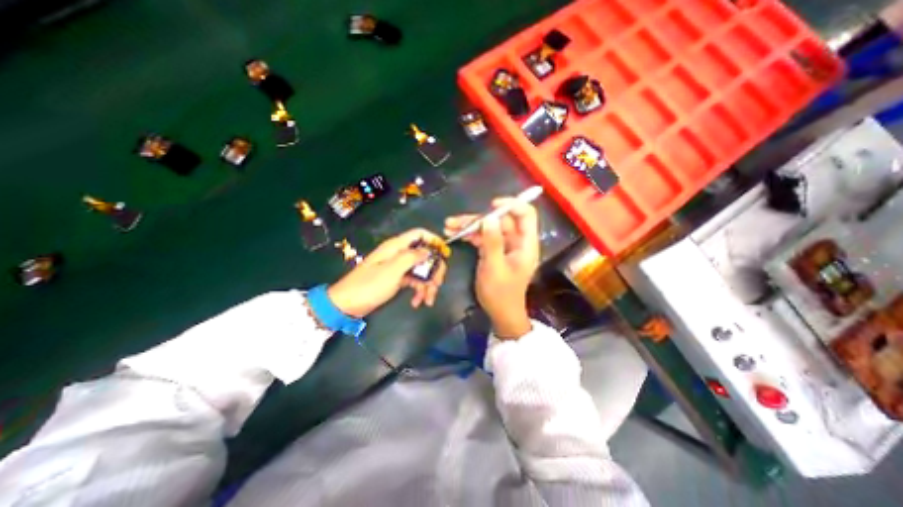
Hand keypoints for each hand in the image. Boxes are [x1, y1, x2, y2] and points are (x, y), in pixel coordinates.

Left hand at [330, 228, 446, 316]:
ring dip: (428, 285)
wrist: (347, 304)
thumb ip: (412, 257)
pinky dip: (418, 291)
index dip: (434, 240)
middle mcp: (399, 254)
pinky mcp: (397, 279)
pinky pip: (414, 281)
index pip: (420, 234)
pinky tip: (417, 302)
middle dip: (434, 270)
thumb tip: (429, 251)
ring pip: (421, 270)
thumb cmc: (369, 285)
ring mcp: (398, 267)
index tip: (445, 254)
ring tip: (428, 300)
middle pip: (425, 255)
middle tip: (437, 285)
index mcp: (397, 246)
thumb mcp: (392, 270)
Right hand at [443, 196, 535, 337]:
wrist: (500, 313)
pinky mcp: (494, 251)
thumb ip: (492, 242)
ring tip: (449, 226)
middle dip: (478, 219)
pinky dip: (469, 235)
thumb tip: (489, 217)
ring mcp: (504, 246)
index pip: (526, 214)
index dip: (511, 205)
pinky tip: (454, 234)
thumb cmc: (501, 293)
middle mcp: (516, 241)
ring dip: (469, 226)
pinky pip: (483, 237)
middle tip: (456, 221)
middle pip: (500, 220)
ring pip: (489, 228)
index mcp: (525, 244)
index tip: (492, 205)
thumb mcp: (495, 267)